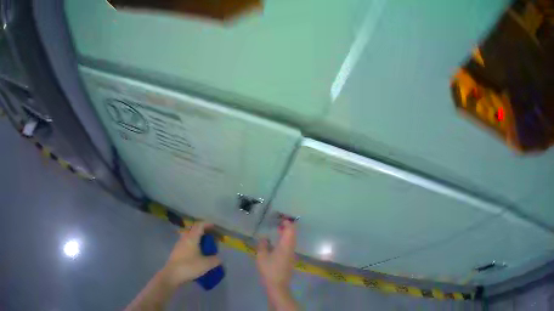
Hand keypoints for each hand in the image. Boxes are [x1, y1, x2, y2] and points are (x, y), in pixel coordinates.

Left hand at [162, 222, 220, 286]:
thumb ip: (215, 260)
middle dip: (203, 231)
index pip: (200, 225)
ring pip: (189, 237)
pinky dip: (193, 245)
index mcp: (192, 237)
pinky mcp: (176, 252)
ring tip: (205, 246)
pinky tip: (197, 254)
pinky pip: (186, 244)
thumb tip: (219, 258)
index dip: (207, 224)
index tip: (215, 227)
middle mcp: (184, 238)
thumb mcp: (206, 264)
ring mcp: (179, 245)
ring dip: (197, 239)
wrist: (172, 274)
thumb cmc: (189, 266)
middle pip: (194, 230)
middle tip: (211, 237)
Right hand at [256, 220, 298, 309]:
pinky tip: (278, 243)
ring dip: (287, 234)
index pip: (290, 230)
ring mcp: (292, 255)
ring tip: (277, 231)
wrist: (278, 285)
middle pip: (293, 234)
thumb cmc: (269, 270)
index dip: (287, 223)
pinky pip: (290, 246)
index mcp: (285, 245)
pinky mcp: (290, 260)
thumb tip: (264, 237)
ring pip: (292, 240)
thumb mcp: (262, 256)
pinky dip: (286, 241)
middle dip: (287, 227)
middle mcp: (291, 248)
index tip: (280, 218)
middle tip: (278, 223)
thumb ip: (263, 245)